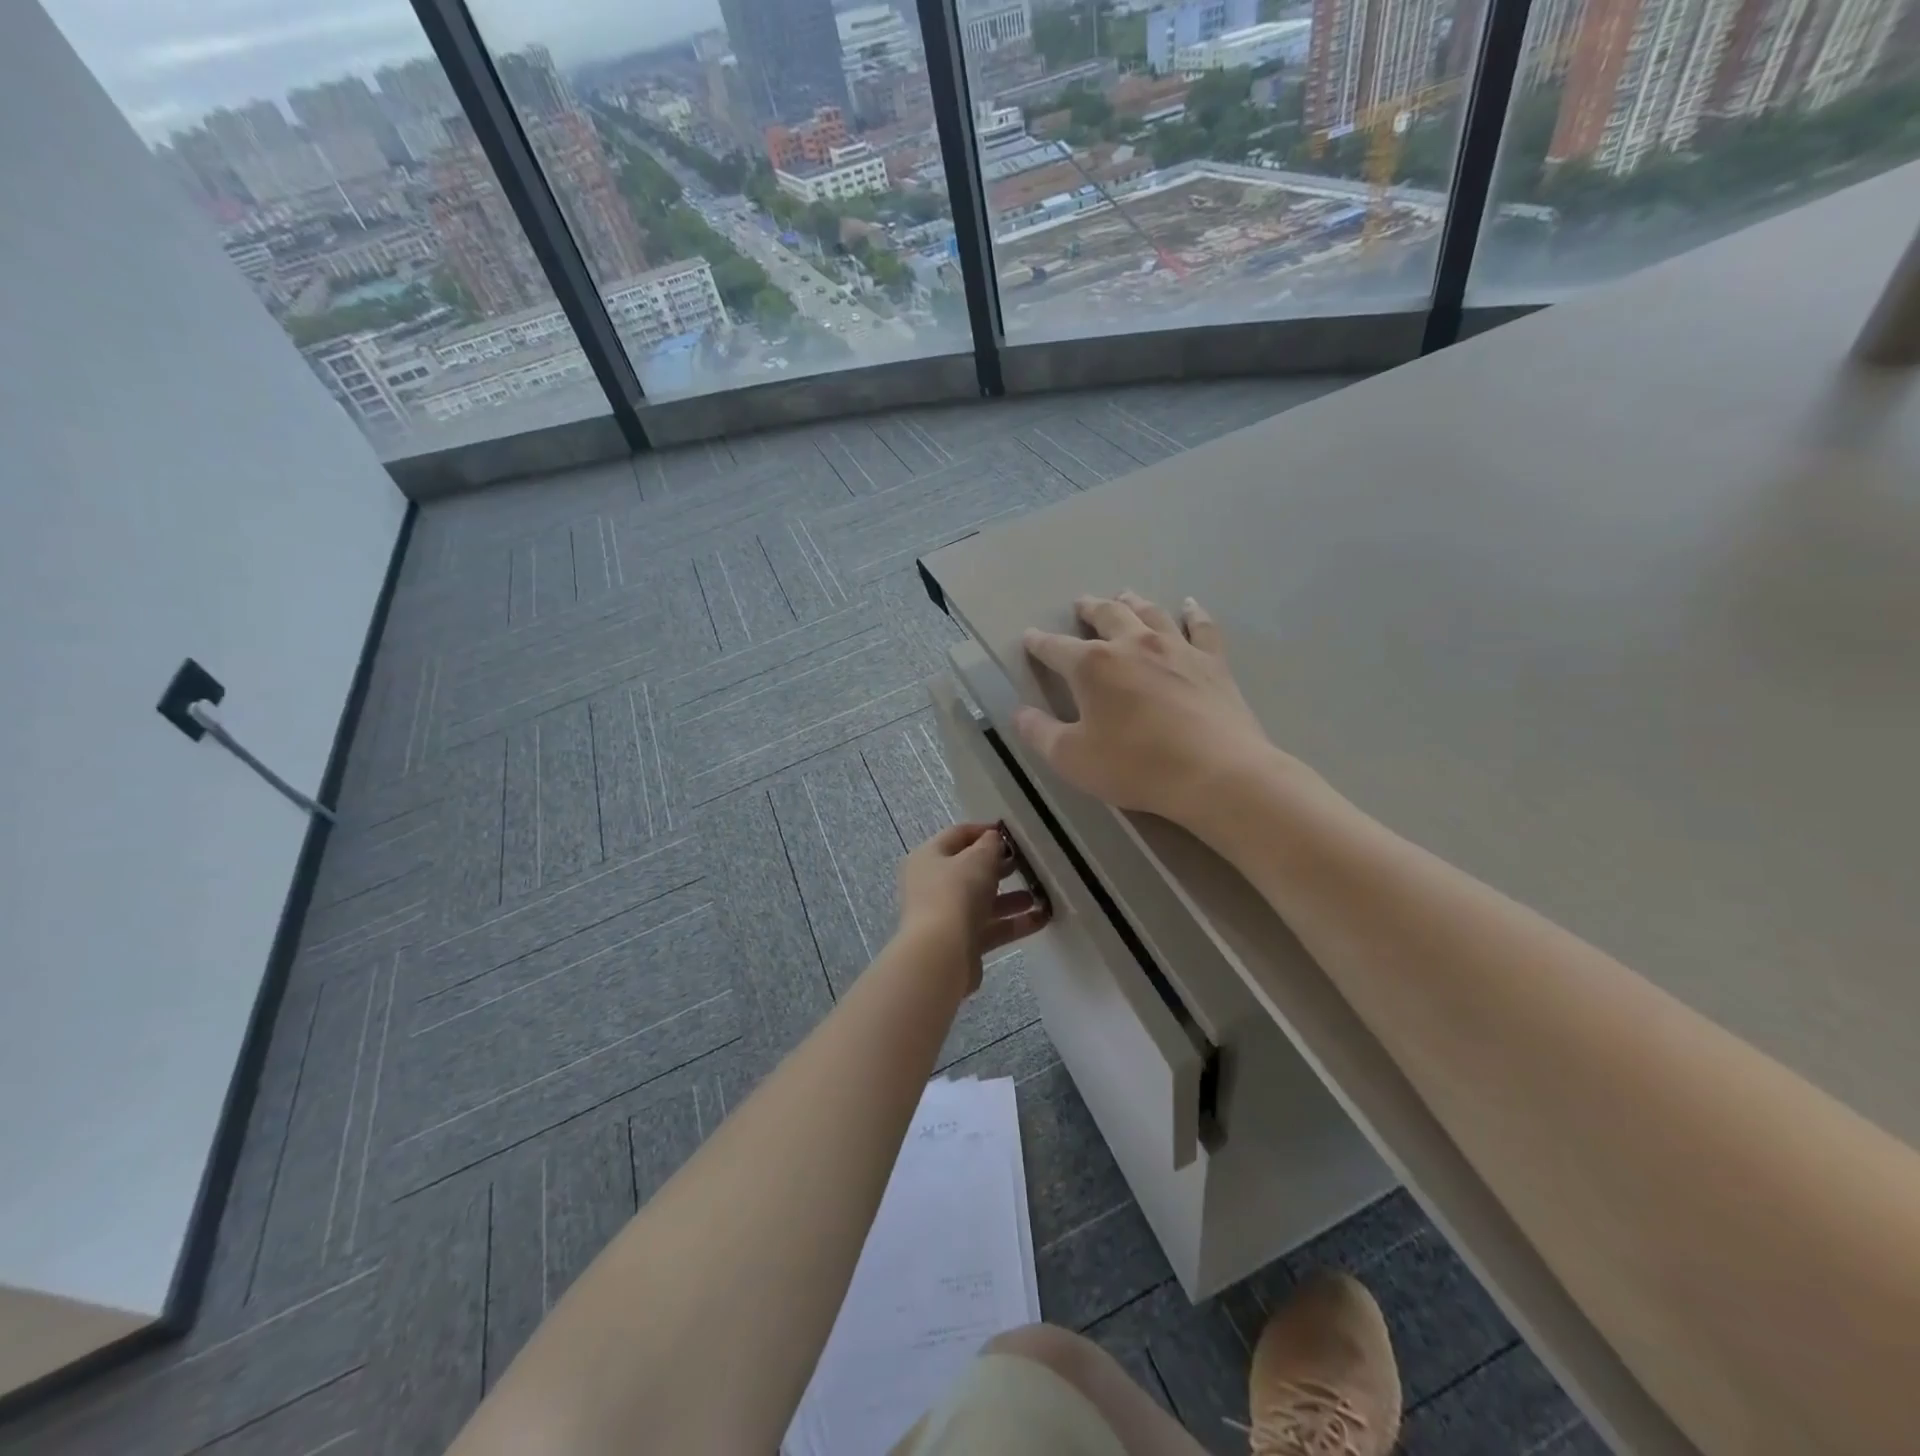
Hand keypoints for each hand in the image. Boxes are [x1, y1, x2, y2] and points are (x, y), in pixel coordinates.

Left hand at [895, 823, 1049, 994]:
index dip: (985, 831)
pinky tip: (1041, 919)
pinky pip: (990, 928)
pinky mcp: (960, 942)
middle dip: (1000, 867)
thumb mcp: (978, 859)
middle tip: (1027, 864)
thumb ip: (990, 845)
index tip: (1012, 834)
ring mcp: (945, 915)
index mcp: (929, 857)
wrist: (941, 954)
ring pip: (982, 901)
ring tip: (1039, 894)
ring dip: (1011, 898)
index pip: (958, 835)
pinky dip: (1013, 923)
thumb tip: (994, 839)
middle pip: (970, 870)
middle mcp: (932, 884)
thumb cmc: (956, 893)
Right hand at [1016, 592, 1289, 829]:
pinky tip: (1189, 606)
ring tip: (1124, 595)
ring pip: (1150, 612)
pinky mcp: (1212, 661)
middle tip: (1081, 604)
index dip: (1039, 643)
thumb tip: (1019, 713)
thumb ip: (1040, 733)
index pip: (1056, 647)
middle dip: (1089, 609)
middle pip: (1106, 615)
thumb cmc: (1135, 765)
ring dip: (1133, 602)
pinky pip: (1201, 626)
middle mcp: (1132, 644)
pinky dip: (1192, 613)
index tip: (1030, 637)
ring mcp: (1176, 648)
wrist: (1216, 773)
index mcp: (1092, 666)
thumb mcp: (1072, 758)